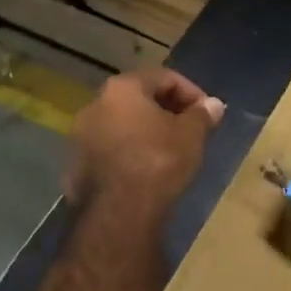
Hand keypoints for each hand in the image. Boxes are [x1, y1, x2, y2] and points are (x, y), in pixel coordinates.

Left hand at [67, 68, 224, 211]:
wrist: (119, 212)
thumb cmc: (159, 161)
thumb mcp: (191, 135)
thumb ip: (202, 115)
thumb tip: (214, 105)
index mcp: (122, 88)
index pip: (164, 78)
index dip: (192, 93)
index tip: (208, 113)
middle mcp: (95, 104)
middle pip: (139, 99)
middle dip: (167, 112)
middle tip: (191, 130)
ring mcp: (81, 136)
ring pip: (122, 125)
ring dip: (146, 132)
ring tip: (170, 152)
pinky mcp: (77, 165)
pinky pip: (110, 150)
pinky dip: (130, 152)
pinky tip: (147, 171)